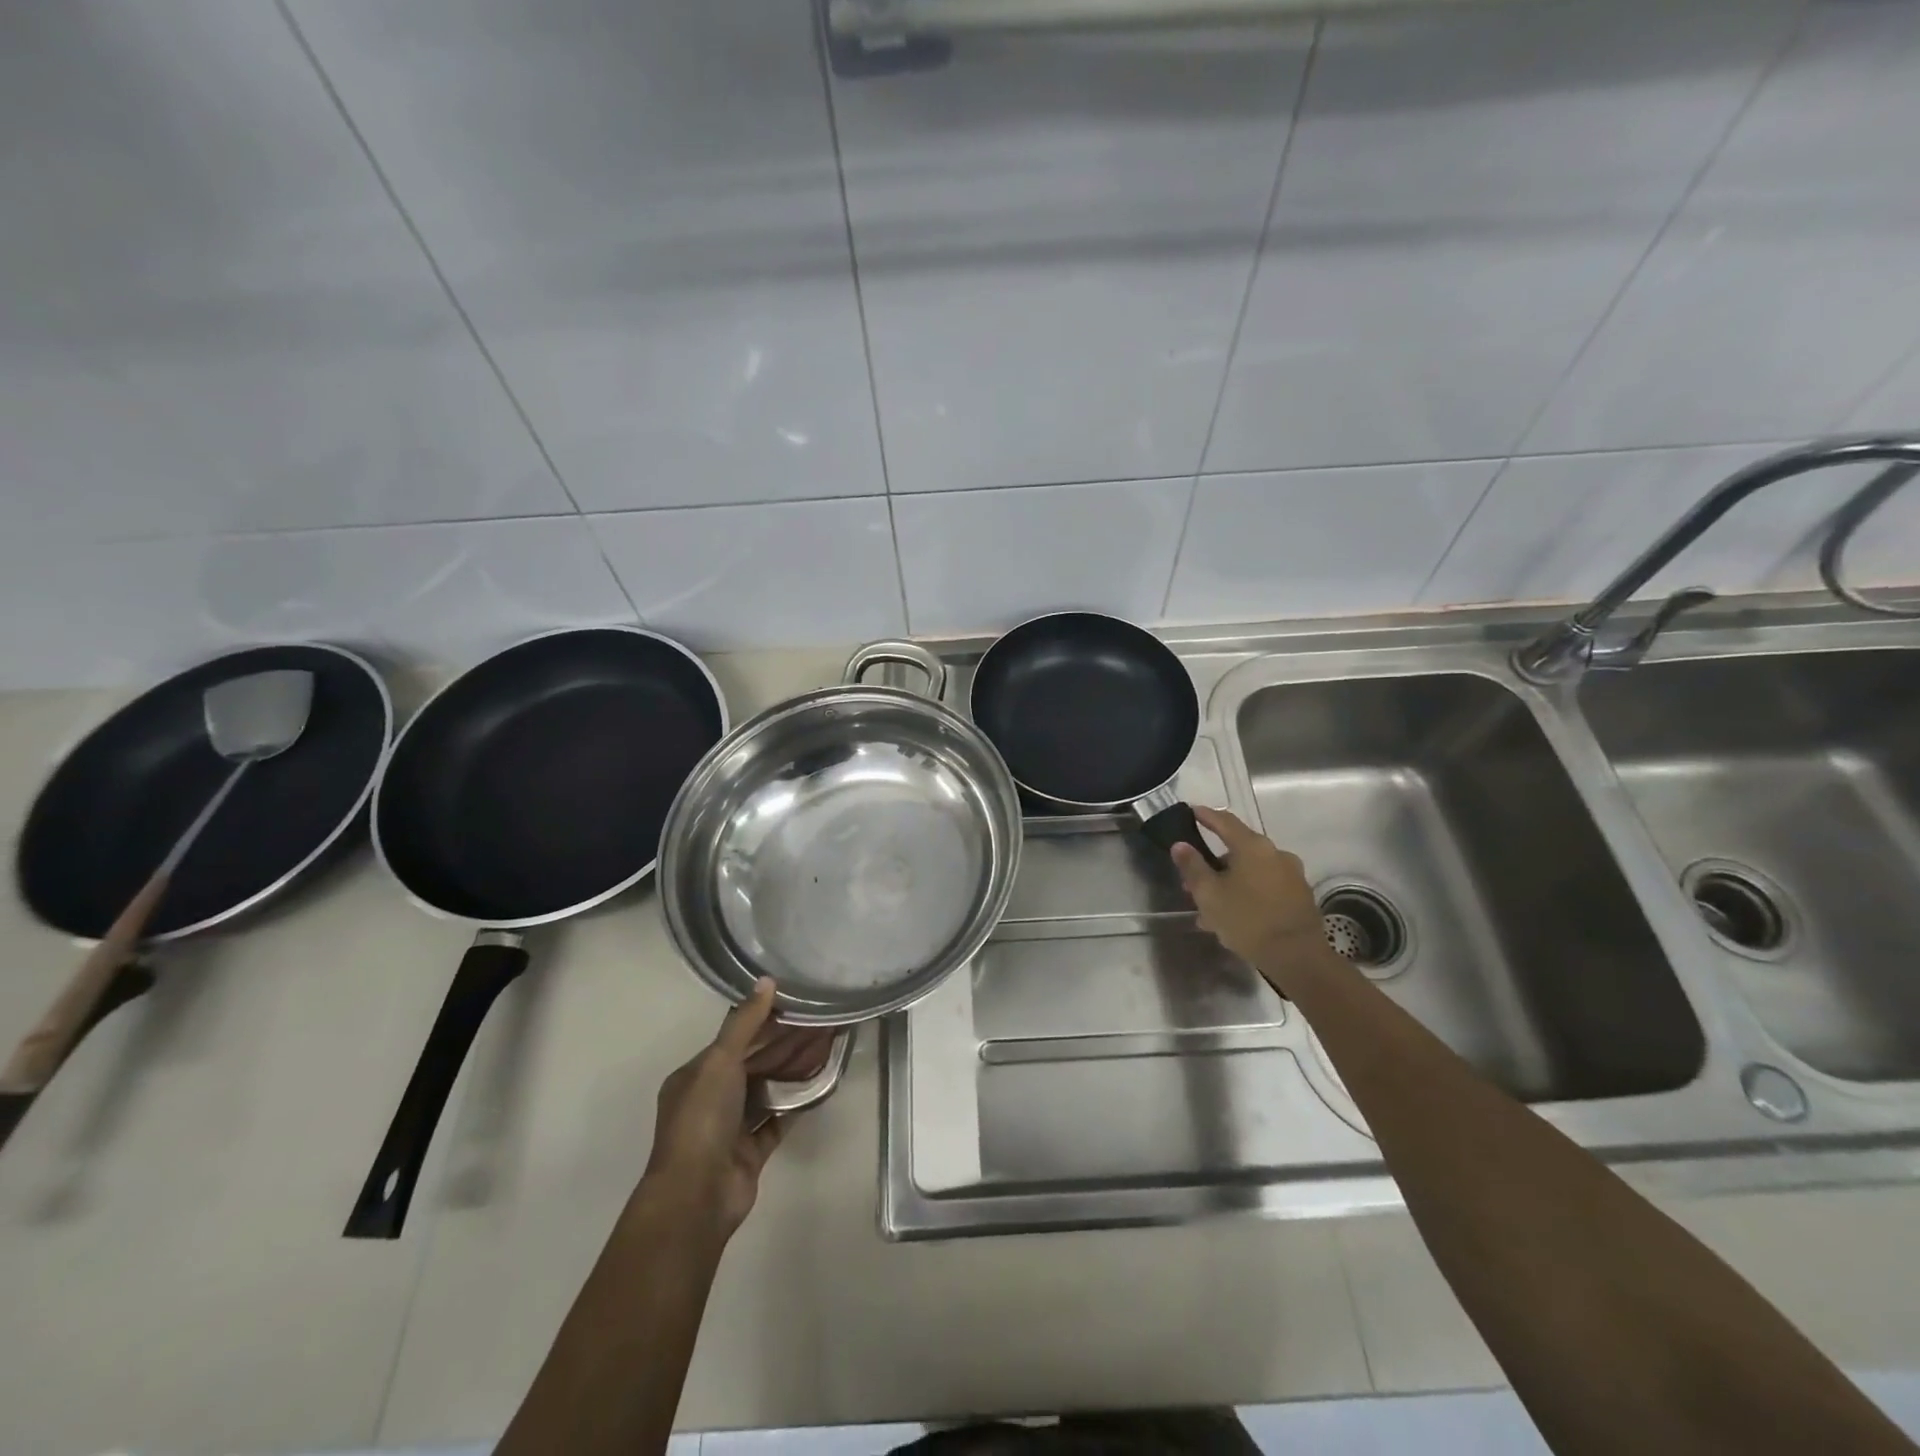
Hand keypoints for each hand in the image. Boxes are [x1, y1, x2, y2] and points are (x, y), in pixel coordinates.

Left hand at [643, 979, 834, 1236]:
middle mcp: (712, 1098)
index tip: (801, 1005)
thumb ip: (745, 1023)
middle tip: (825, 1023)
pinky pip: (778, 1119)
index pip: (737, 1039)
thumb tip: (767, 981)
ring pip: (769, 1089)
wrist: (696, 1198)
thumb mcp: (719, 1062)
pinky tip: (822, 1084)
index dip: (768, 1021)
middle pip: (757, 1062)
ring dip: (796, 1069)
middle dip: (789, 1043)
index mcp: (697, 1075)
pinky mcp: (751, 1151)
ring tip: (830, 1047)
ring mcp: (732, 1127)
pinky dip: (797, 1102)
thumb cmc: (702, 1121)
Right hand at [1169, 806, 1337, 993]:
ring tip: (1210, 908)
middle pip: (1238, 849)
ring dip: (1229, 883)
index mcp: (1253, 847)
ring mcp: (1291, 875)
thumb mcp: (1209, 894)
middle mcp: (1276, 854)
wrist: (1298, 957)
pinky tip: (1233, 917)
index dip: (1206, 815)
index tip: (1192, 811)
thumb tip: (1180, 845)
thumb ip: (1192, 867)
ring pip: (1250, 872)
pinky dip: (1247, 894)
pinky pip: (1265, 887)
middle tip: (1193, 879)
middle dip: (1214, 863)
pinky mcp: (1299, 896)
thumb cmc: (1248, 920)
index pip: (1225, 821)